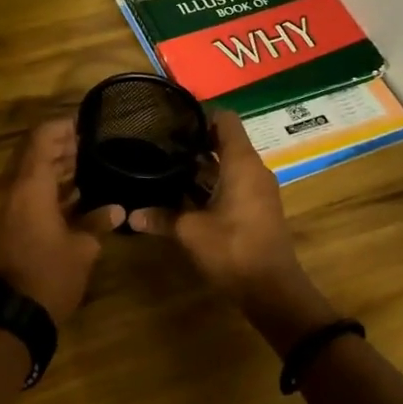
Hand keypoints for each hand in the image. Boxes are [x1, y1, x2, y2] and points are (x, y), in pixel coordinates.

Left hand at [0, 118, 123, 323]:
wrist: (13, 313)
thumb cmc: (50, 275)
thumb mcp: (82, 248)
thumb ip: (98, 221)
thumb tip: (117, 209)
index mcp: (30, 186)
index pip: (41, 137)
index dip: (62, 126)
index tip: (87, 125)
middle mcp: (11, 188)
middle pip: (32, 151)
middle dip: (59, 145)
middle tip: (90, 146)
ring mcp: (3, 205)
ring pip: (27, 171)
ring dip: (51, 165)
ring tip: (85, 165)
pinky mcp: (3, 221)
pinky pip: (23, 190)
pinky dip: (44, 185)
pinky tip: (72, 194)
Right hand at [128, 109, 335, 349]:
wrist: (272, 289)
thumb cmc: (233, 249)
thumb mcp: (191, 231)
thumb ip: (161, 218)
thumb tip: (130, 216)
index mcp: (242, 163)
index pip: (226, 120)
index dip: (201, 114)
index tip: (173, 118)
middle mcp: (253, 170)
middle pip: (225, 141)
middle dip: (195, 141)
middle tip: (161, 142)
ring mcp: (258, 190)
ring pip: (228, 165)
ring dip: (201, 166)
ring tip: (166, 165)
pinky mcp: (256, 209)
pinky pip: (233, 184)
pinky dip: (211, 184)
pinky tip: (183, 194)